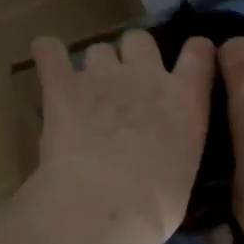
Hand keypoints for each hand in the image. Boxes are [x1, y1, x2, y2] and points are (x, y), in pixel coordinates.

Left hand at [29, 30, 214, 243]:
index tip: (190, 58)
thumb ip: (177, 144)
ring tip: (86, 92)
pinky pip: (49, 52)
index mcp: (185, 98)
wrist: (105, 202)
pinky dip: (47, 53)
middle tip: (126, 86)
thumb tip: (163, 152)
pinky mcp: (62, 85)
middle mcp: (146, 75)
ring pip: (99, 49)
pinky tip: (45, 59)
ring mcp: (102, 75)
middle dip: (133, 56)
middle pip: (140, 40)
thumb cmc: (157, 203)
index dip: (194, 52)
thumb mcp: (186, 170)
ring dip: (95, 65)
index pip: (199, 53)